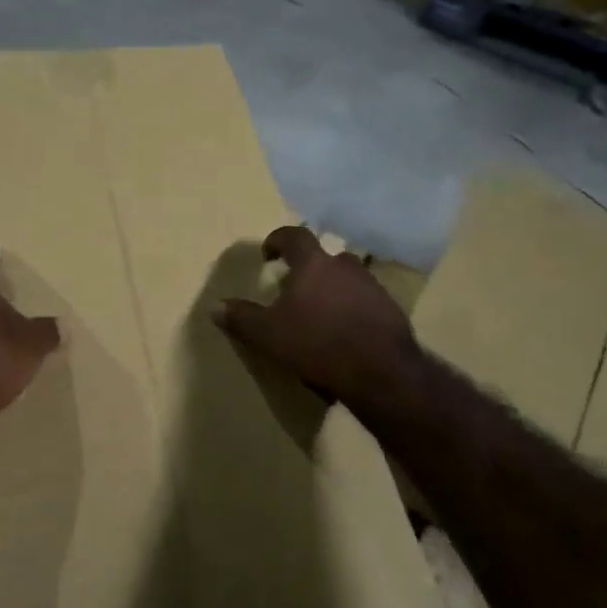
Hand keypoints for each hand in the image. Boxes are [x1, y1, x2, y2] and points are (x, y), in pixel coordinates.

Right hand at [214, 227, 423, 412]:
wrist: (380, 371)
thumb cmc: (316, 344)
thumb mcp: (268, 335)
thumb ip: (242, 318)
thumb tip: (216, 307)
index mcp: (314, 264)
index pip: (295, 236)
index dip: (278, 240)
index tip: (268, 254)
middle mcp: (346, 267)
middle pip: (324, 258)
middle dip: (308, 270)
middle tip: (294, 290)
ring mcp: (372, 287)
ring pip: (347, 280)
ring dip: (332, 290)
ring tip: (320, 315)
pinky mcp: (391, 310)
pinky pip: (365, 302)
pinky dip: (352, 311)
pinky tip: (344, 334)